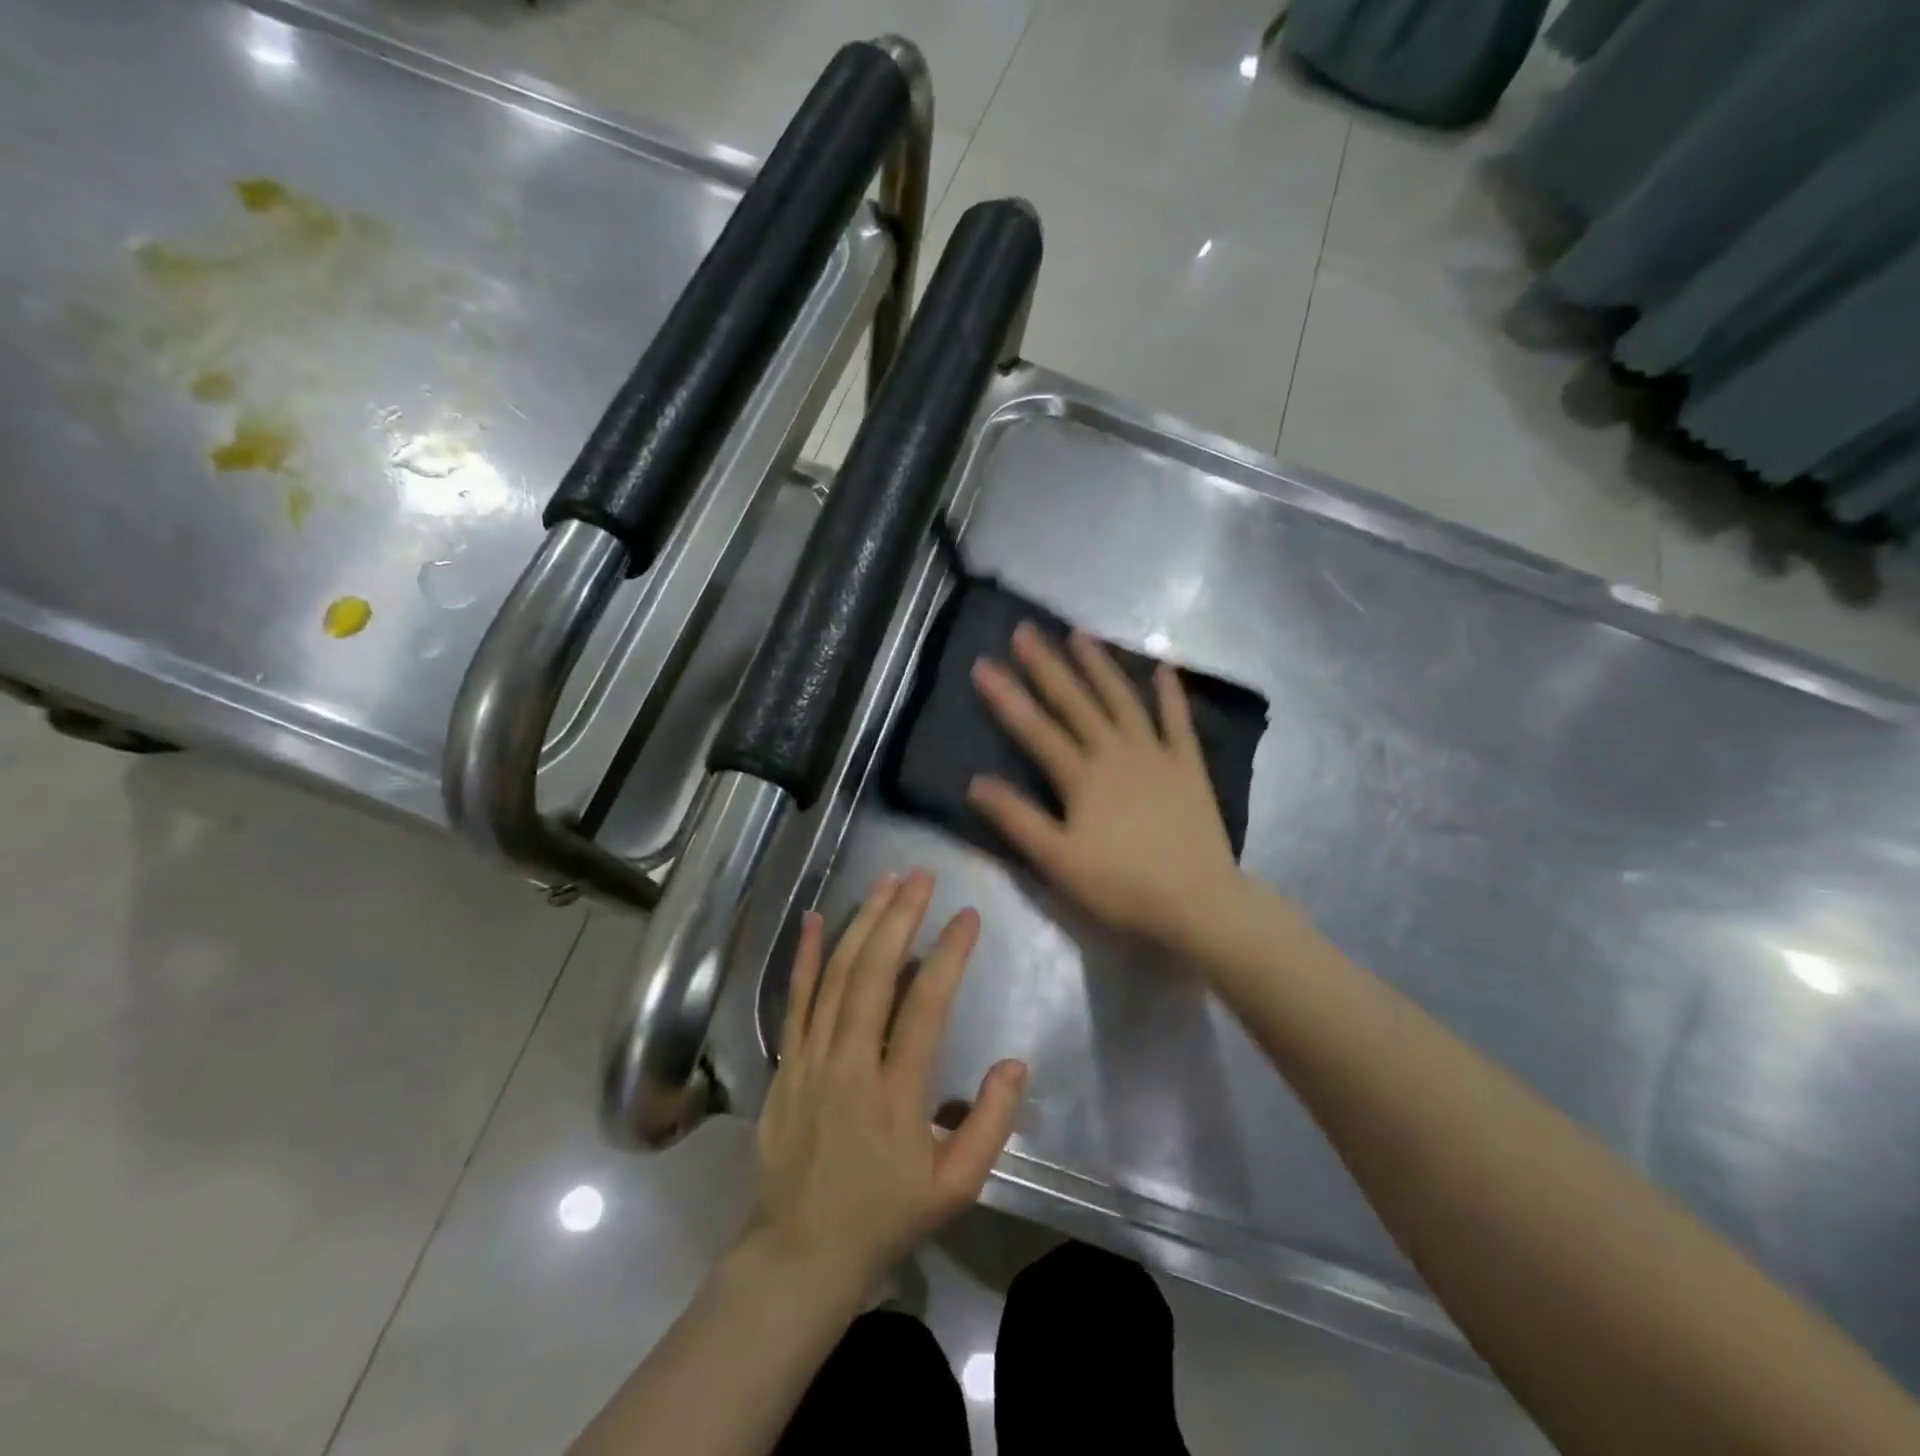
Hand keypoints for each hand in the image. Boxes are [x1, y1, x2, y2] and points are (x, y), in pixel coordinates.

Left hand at [745, 871, 1027, 1303]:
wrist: (798, 1253)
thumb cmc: (884, 1217)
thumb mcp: (955, 1189)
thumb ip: (990, 1126)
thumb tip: (1014, 1062)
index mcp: (896, 1095)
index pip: (925, 1007)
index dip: (948, 955)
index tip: (967, 916)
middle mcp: (850, 1065)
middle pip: (875, 975)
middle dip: (900, 918)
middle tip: (922, 877)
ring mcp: (810, 1060)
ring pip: (836, 976)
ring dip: (863, 923)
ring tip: (886, 881)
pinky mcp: (786, 1063)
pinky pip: (796, 999)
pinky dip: (806, 955)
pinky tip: (817, 917)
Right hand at [968, 623, 1245, 955]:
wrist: (1198, 903)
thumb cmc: (1120, 887)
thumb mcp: (1057, 861)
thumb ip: (1016, 819)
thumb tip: (975, 782)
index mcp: (1082, 776)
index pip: (1035, 729)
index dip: (1007, 697)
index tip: (983, 664)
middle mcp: (1116, 752)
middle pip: (1076, 702)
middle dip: (1048, 666)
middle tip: (1026, 629)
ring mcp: (1156, 755)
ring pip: (1122, 700)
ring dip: (1100, 666)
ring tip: (1080, 634)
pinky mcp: (1188, 766)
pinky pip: (1178, 722)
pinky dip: (1170, 694)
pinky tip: (1163, 668)